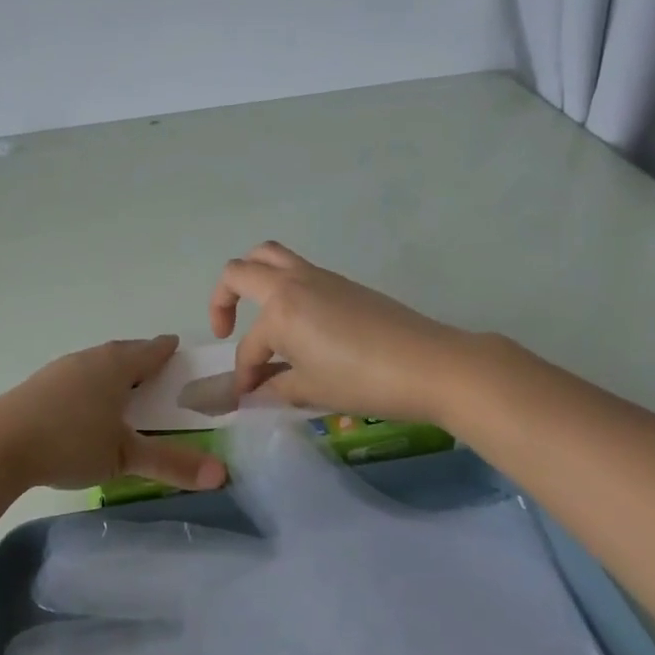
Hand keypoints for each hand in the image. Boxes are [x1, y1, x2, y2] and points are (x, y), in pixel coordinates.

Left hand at [0, 336, 226, 494]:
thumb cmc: (70, 441)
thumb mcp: (124, 456)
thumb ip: (172, 464)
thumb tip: (222, 474)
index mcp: (115, 365)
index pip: (149, 351)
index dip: (165, 351)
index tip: (176, 348)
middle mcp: (88, 359)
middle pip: (121, 353)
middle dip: (139, 360)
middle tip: (155, 370)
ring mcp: (59, 371)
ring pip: (96, 365)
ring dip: (112, 373)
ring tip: (123, 390)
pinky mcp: (38, 387)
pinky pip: (76, 378)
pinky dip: (90, 386)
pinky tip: (86, 407)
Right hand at [210, 243, 462, 423]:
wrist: (430, 364)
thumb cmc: (363, 380)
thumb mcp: (312, 390)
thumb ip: (275, 388)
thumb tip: (254, 392)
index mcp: (280, 309)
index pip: (249, 345)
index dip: (244, 374)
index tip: (248, 397)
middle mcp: (293, 283)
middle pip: (241, 270)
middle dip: (223, 299)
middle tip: (228, 329)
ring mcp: (319, 277)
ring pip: (270, 257)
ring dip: (253, 278)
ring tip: (257, 312)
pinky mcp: (342, 282)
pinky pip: (297, 270)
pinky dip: (283, 287)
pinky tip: (296, 324)